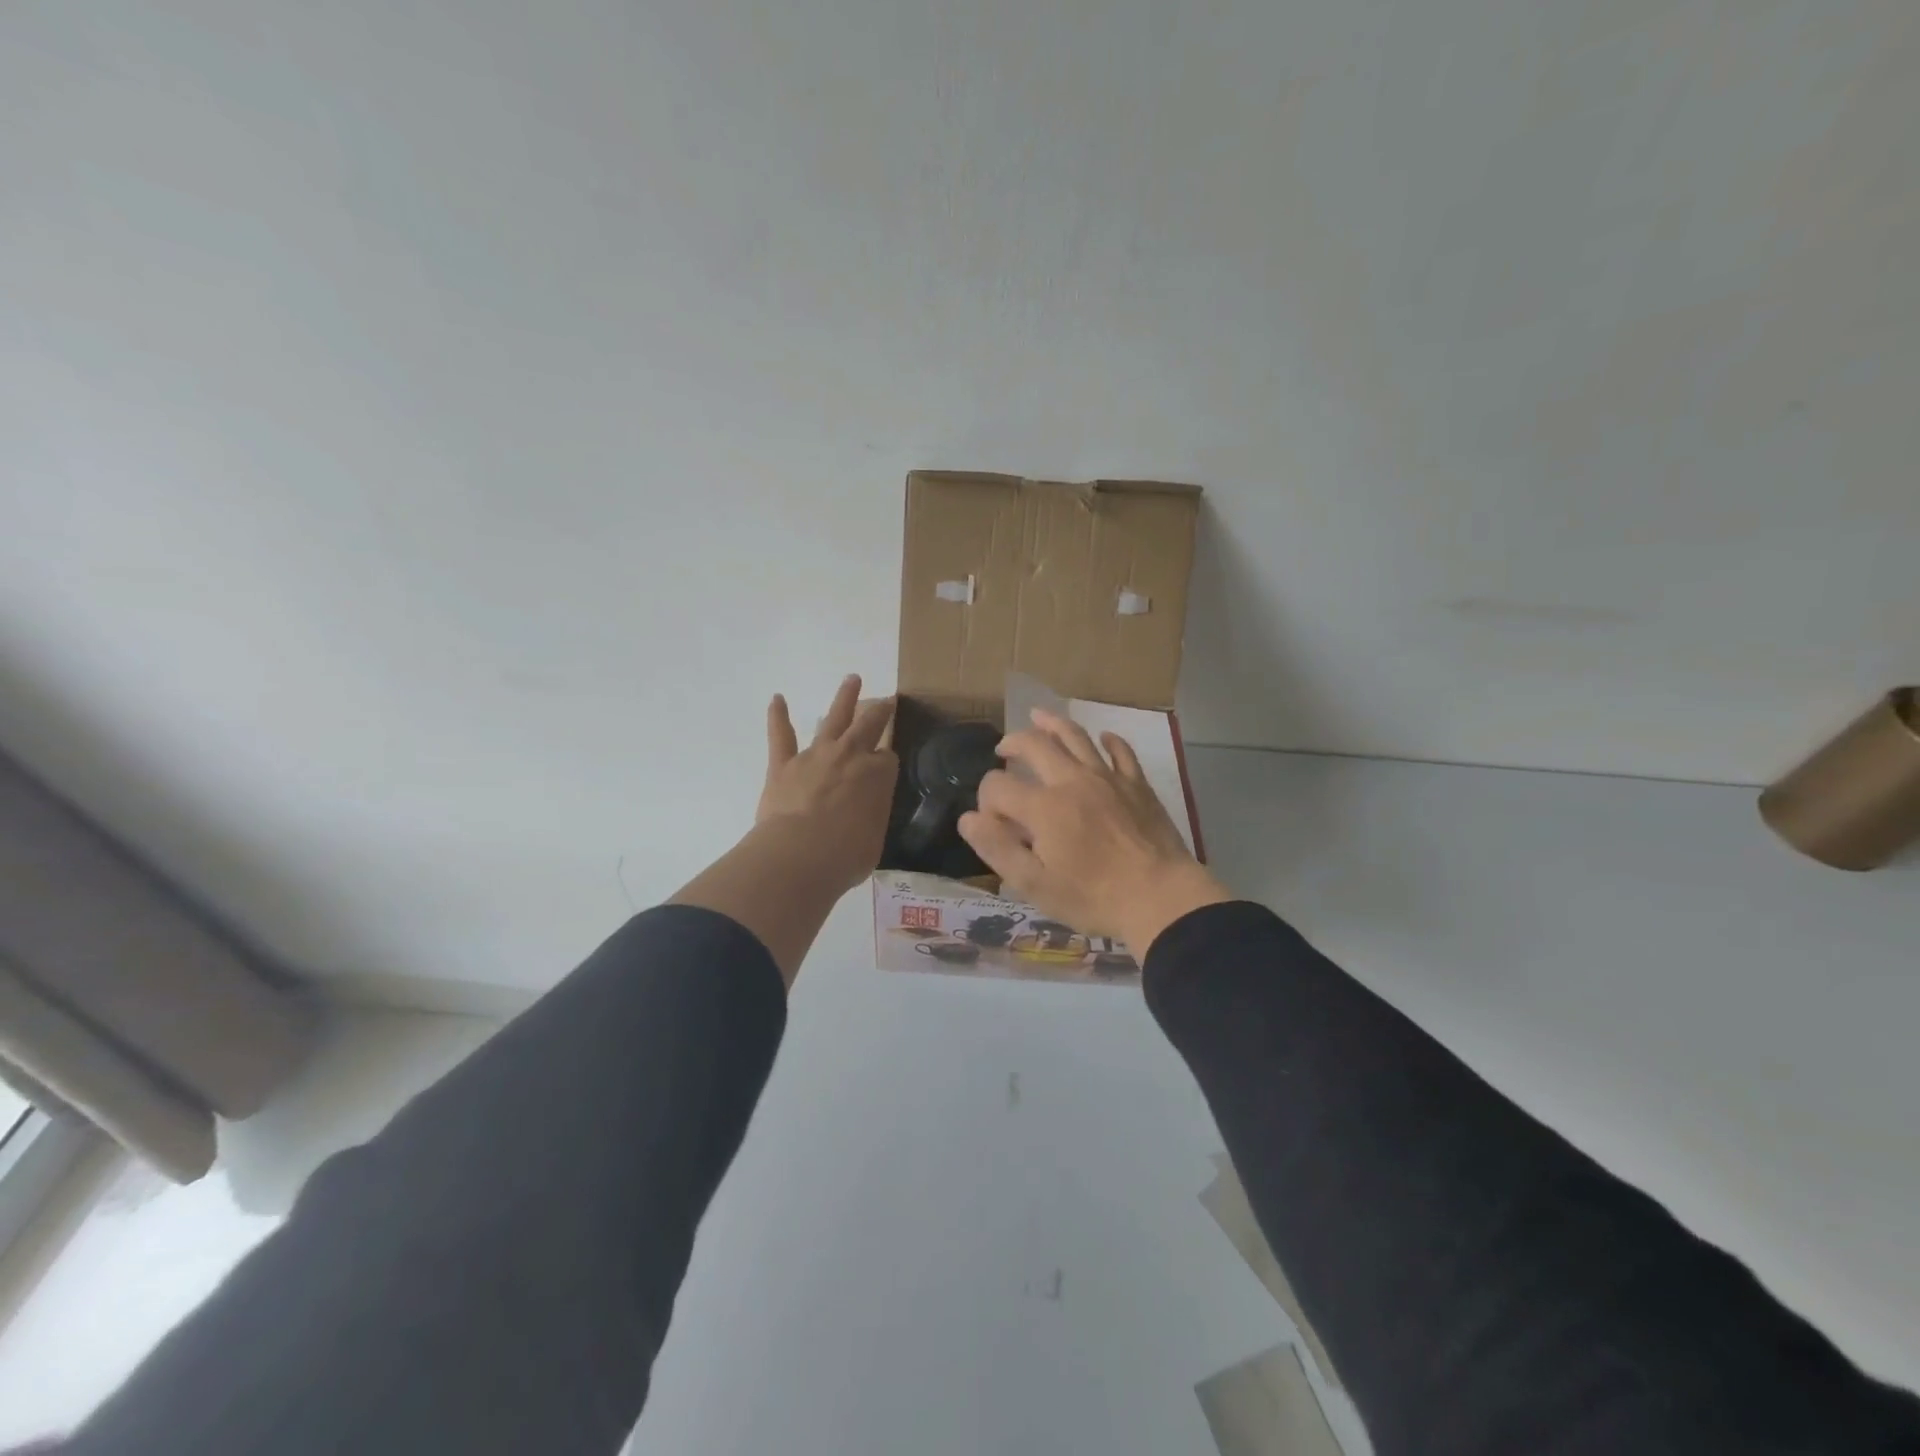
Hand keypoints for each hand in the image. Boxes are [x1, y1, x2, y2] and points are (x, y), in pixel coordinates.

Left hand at [758, 674, 897, 893]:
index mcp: (878, 775)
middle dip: (879, 711)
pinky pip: (781, 735)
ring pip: (833, 718)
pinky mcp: (783, 764)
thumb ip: (870, 818)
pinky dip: (778, 716)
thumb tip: (863, 815)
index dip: (886, 765)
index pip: (888, 759)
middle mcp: (850, 756)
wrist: (800, 855)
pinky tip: (777, 699)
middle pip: (869, 725)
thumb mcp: (874, 839)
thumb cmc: (846, 855)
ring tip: (851, 679)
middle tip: (886, 700)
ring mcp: (816, 756)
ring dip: (844, 698)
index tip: (884, 772)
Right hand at [958, 709, 1230, 954]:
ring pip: (1076, 736)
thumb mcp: (1035, 885)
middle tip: (1003, 750)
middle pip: (1034, 744)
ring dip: (1052, 723)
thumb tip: (967, 819)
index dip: (986, 799)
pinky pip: (1121, 751)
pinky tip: (1103, 738)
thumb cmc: (1093, 898)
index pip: (998, 786)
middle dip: (1012, 743)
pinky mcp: (1137, 784)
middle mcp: (1071, 780)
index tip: (991, 820)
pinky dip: (1109, 740)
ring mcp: (1108, 778)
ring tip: (1038, 716)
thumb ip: (997, 849)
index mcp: (1043, 807)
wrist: (1161, 899)